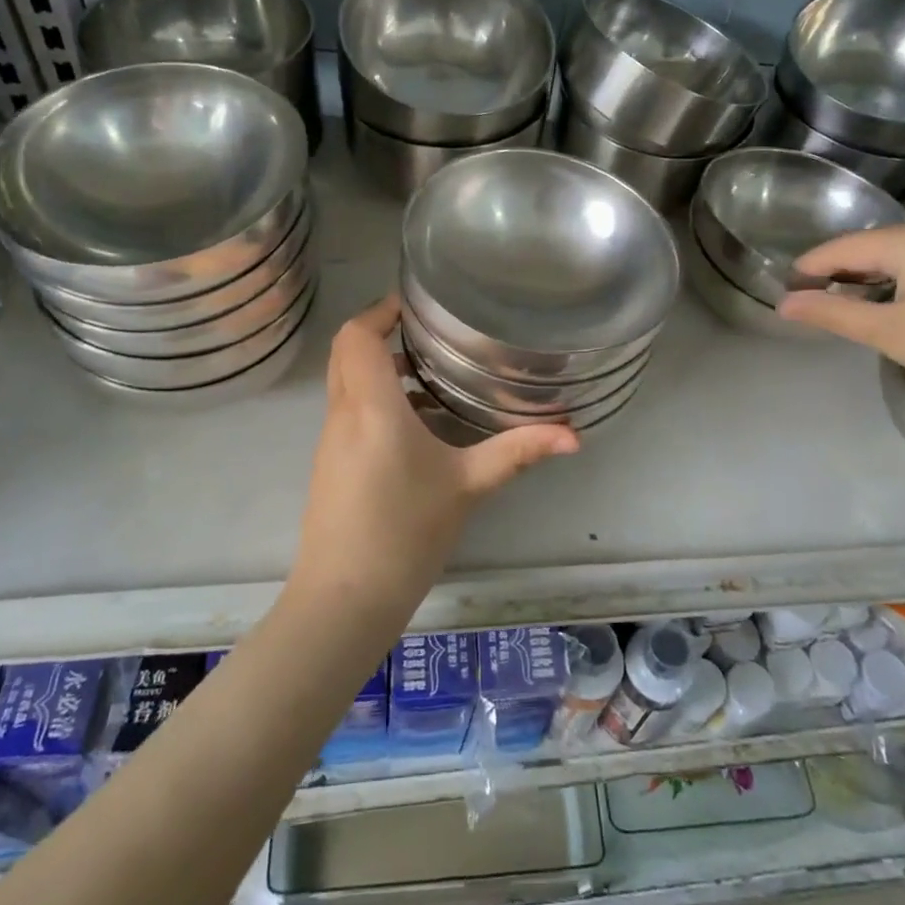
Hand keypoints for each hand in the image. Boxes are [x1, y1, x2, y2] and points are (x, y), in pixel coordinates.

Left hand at [290, 296, 577, 610]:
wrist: (344, 599)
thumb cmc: (405, 532)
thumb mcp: (468, 486)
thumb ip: (518, 452)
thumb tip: (574, 436)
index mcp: (372, 406)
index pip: (357, 335)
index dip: (381, 310)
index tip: (416, 305)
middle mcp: (344, 413)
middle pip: (345, 351)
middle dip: (380, 331)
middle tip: (427, 332)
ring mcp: (331, 439)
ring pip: (346, 381)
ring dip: (379, 366)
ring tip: (430, 372)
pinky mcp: (331, 463)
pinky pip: (349, 409)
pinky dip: (376, 397)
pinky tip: (418, 424)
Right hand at [776, 221, 904, 424]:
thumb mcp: (889, 332)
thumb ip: (832, 313)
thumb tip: (783, 304)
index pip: (846, 247)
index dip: (811, 267)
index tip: (782, 287)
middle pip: (872, 246)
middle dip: (837, 271)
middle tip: (805, 297)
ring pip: (898, 255)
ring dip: (866, 277)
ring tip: (836, 301)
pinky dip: (896, 280)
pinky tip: (882, 300)